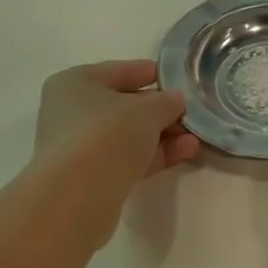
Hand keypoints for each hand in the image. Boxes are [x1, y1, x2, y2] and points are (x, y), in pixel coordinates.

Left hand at [31, 60, 199, 239]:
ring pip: (128, 136)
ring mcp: (81, 148)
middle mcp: (71, 113)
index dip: (148, 72)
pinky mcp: (92, 178)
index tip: (176, 78)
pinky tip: (186, 152)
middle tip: (191, 111)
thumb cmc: (107, 133)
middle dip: (159, 110)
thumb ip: (166, 102)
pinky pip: (129, 159)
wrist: (78, 195)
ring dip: (162, 135)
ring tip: (195, 136)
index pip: (117, 71)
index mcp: (74, 83)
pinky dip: (155, 155)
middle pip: (123, 106)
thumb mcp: (146, 109)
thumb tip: (175, 101)